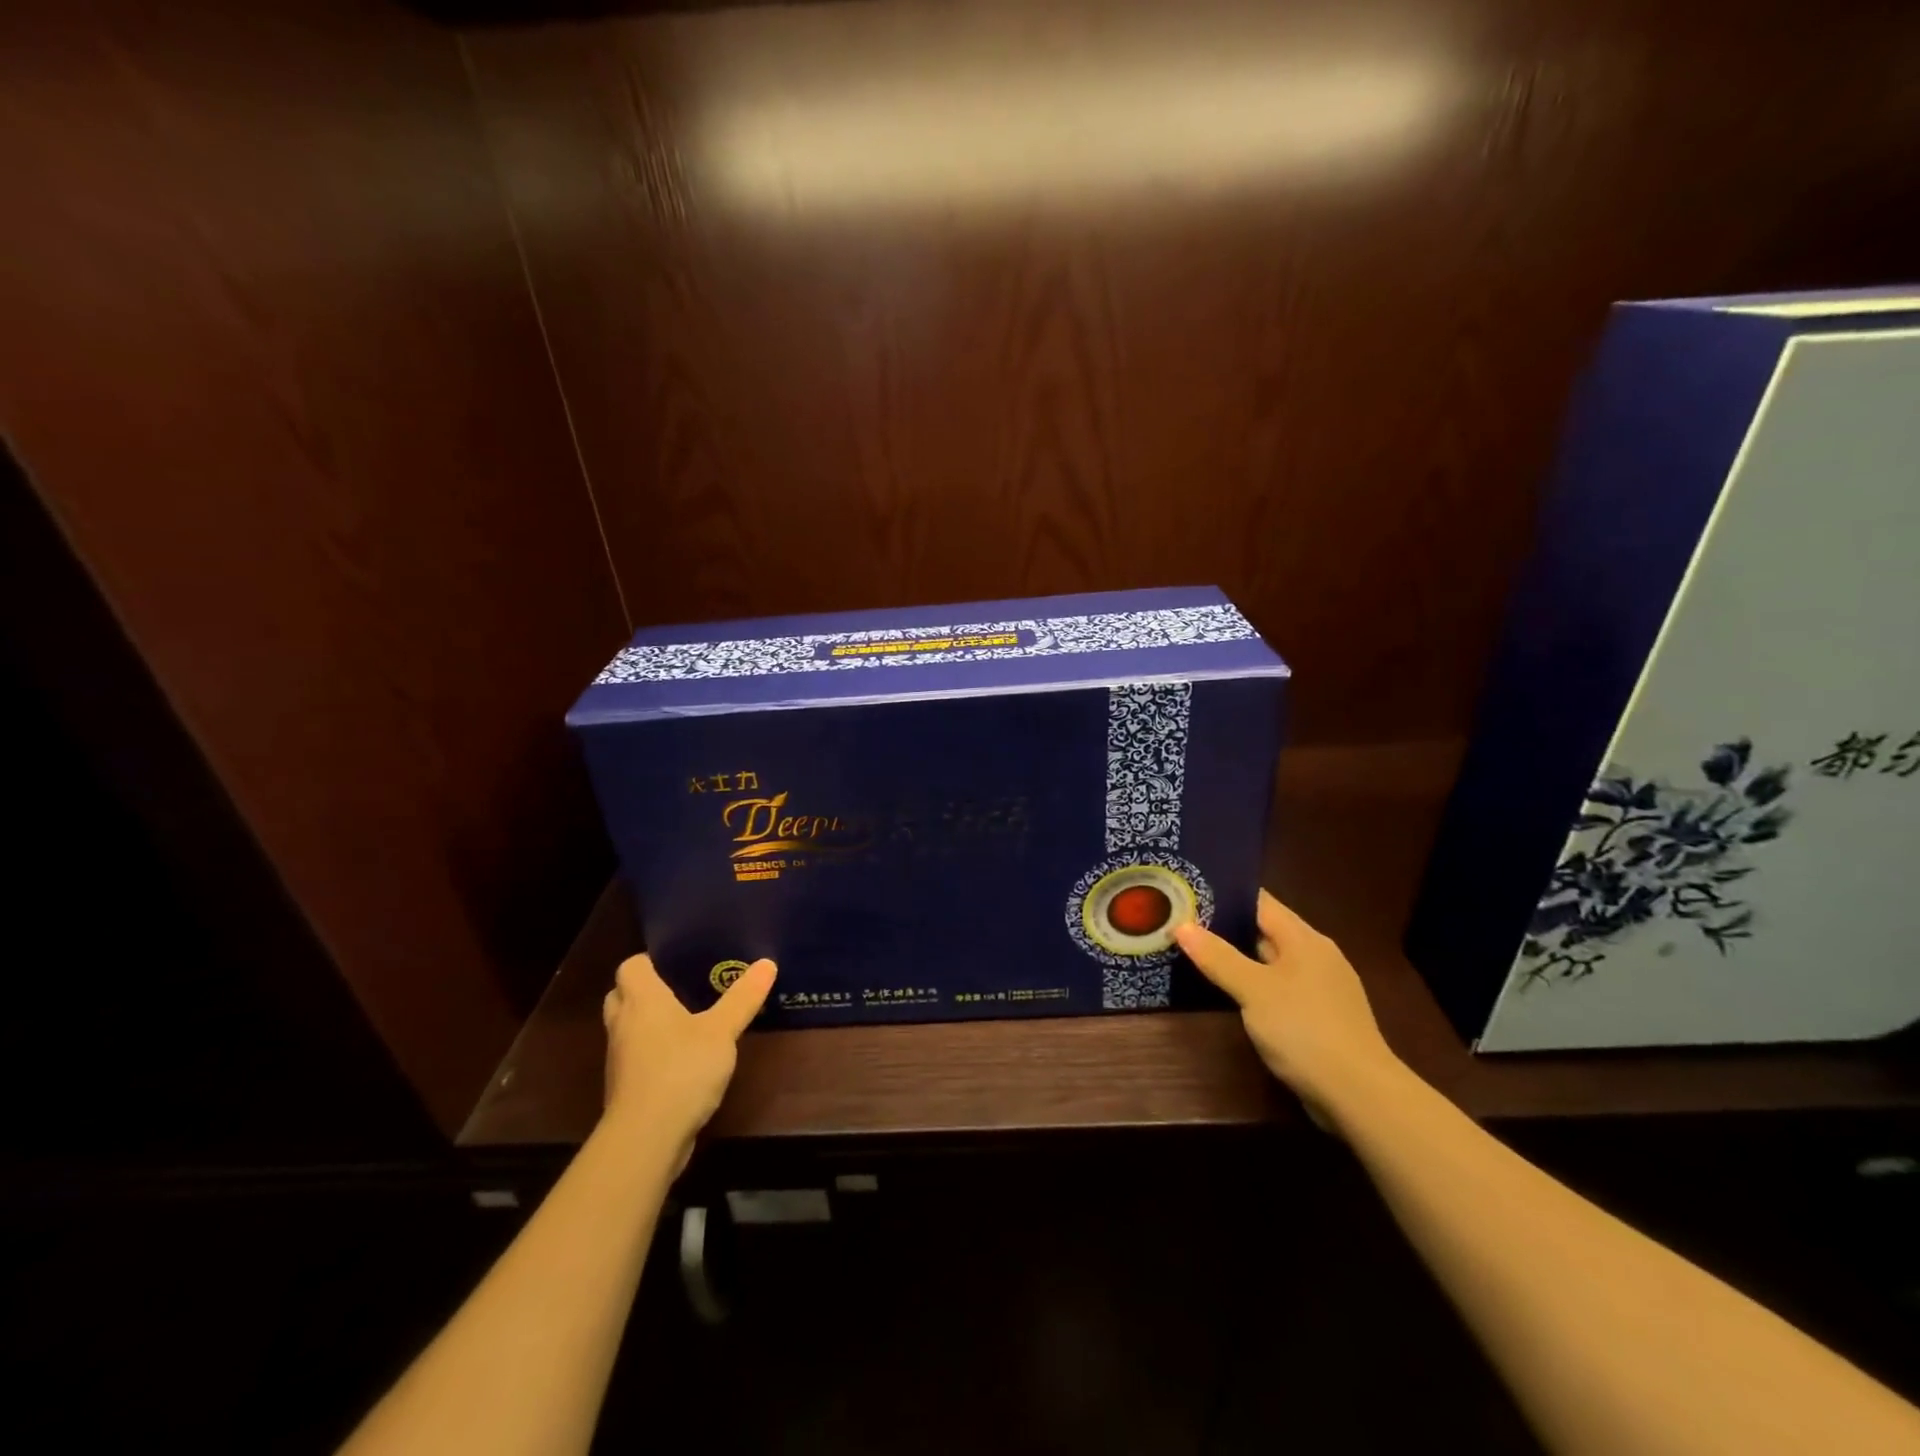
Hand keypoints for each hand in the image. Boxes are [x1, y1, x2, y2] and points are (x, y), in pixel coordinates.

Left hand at [601, 954, 775, 1150]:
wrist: (646, 1138)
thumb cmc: (681, 1069)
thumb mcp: (722, 1030)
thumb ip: (743, 998)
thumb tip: (768, 962)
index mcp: (642, 1000)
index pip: (630, 966)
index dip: (650, 960)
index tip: (678, 962)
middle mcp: (623, 1024)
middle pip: (622, 995)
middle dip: (646, 990)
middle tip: (682, 987)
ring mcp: (620, 1059)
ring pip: (628, 1028)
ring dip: (648, 1024)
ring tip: (687, 1020)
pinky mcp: (626, 1088)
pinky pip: (636, 1057)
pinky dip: (653, 1053)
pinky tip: (683, 1059)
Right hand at [1175, 890, 1401, 1124]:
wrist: (1361, 1095)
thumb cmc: (1305, 1030)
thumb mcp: (1254, 990)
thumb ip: (1218, 957)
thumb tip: (1182, 926)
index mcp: (1305, 939)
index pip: (1260, 902)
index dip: (1225, 894)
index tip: (1190, 890)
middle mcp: (1317, 955)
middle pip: (1266, 930)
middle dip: (1227, 926)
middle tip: (1183, 921)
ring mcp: (1322, 988)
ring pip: (1273, 961)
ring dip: (1240, 958)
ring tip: (1198, 953)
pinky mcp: (1322, 1017)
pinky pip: (1281, 988)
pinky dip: (1255, 984)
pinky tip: (1232, 993)